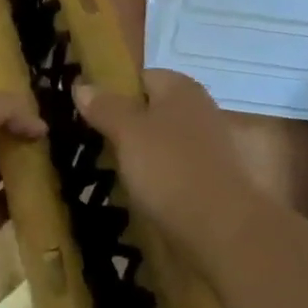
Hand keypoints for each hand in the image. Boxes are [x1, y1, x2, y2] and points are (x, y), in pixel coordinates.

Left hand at [0, 83, 44, 272]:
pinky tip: (57, 179)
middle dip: (18, 120)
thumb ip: (5, 107)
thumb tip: (38, 125)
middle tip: (55, 111)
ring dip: (28, 156)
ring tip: (63, 143)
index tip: (29, 76)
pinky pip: (12, 201)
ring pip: (3, 164)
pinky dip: (32, 193)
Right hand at [74, 70, 259, 260]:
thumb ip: (105, 107)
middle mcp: (201, 108)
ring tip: (117, 174)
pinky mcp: (216, 179)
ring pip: (166, 141)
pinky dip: (162, 178)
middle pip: (154, 109)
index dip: (115, 92)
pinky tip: (145, 195)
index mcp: (181, 88)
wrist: (224, 231)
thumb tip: (82, 84)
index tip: (91, 115)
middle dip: (128, 125)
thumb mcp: (127, 133)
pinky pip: (178, 169)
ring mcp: (213, 145)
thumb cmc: (170, 169)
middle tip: (100, 146)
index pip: (141, 77)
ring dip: (144, 155)